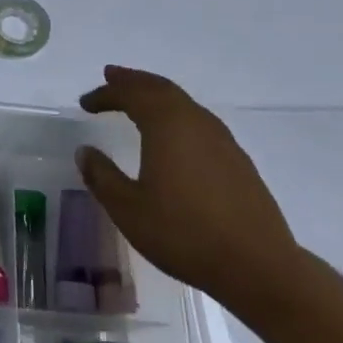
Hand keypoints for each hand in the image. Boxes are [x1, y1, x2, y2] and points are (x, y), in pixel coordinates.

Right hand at [76, 66, 300, 312]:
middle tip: (112, 77)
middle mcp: (196, 123)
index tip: (85, 103)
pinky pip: (199, 121)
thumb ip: (102, 176)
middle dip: (134, 81)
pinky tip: (173, 135)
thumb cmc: (184, 234)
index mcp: (167, 127)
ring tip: (138, 100)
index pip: (132, 95)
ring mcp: (222, 140)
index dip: (106, 94)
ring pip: (184, 103)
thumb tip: (85, 151)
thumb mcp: (128, 209)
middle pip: (161, 89)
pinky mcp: (237, 161)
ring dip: (157, 95)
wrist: (258, 266)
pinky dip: (177, 115)